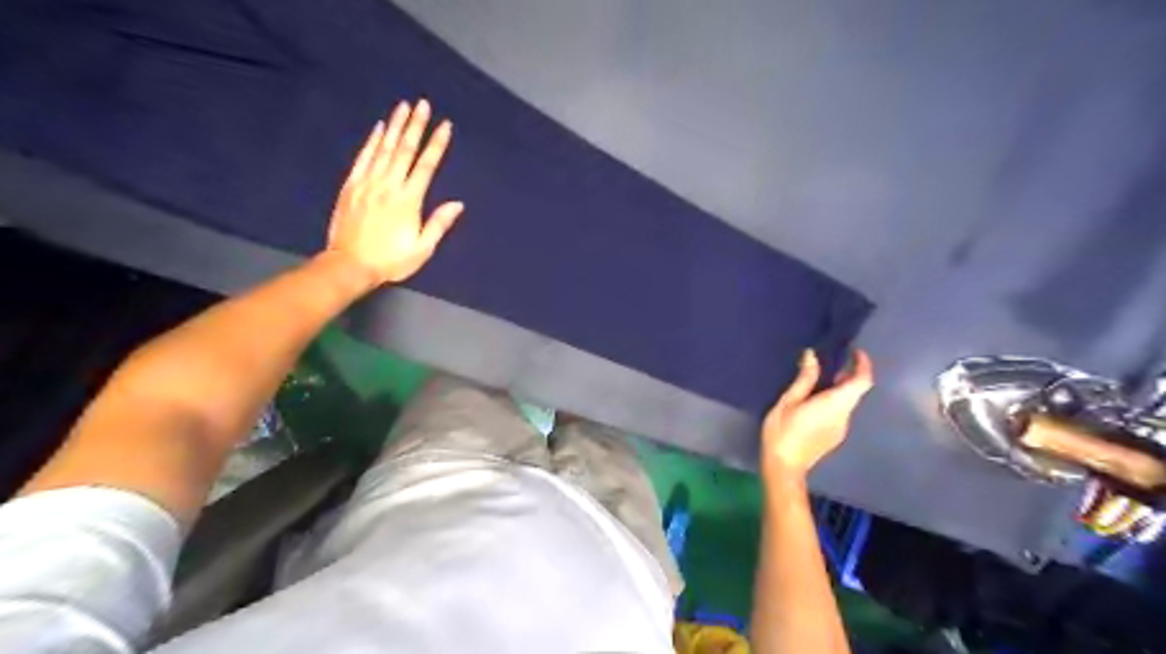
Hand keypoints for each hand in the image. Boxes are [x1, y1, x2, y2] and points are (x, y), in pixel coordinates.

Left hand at [328, 99, 466, 282]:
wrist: (350, 265)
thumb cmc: (391, 260)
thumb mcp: (422, 249)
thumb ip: (439, 224)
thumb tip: (458, 203)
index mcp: (409, 201)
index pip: (426, 166)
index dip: (437, 145)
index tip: (445, 126)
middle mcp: (389, 186)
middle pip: (405, 150)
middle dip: (416, 126)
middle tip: (423, 104)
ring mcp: (368, 183)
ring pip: (384, 149)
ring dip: (395, 126)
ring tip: (404, 106)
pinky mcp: (352, 185)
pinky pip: (363, 158)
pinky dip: (372, 141)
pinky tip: (380, 128)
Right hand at [762, 350, 868, 481]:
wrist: (784, 466)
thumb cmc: (783, 432)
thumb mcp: (788, 401)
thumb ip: (804, 379)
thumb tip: (812, 355)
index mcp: (835, 404)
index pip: (862, 381)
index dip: (863, 364)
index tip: (855, 351)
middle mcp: (845, 415)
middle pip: (856, 391)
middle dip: (847, 375)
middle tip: (828, 362)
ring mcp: (842, 428)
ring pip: (847, 402)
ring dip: (838, 389)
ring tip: (815, 380)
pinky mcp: (835, 436)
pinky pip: (840, 413)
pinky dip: (833, 401)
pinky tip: (812, 402)